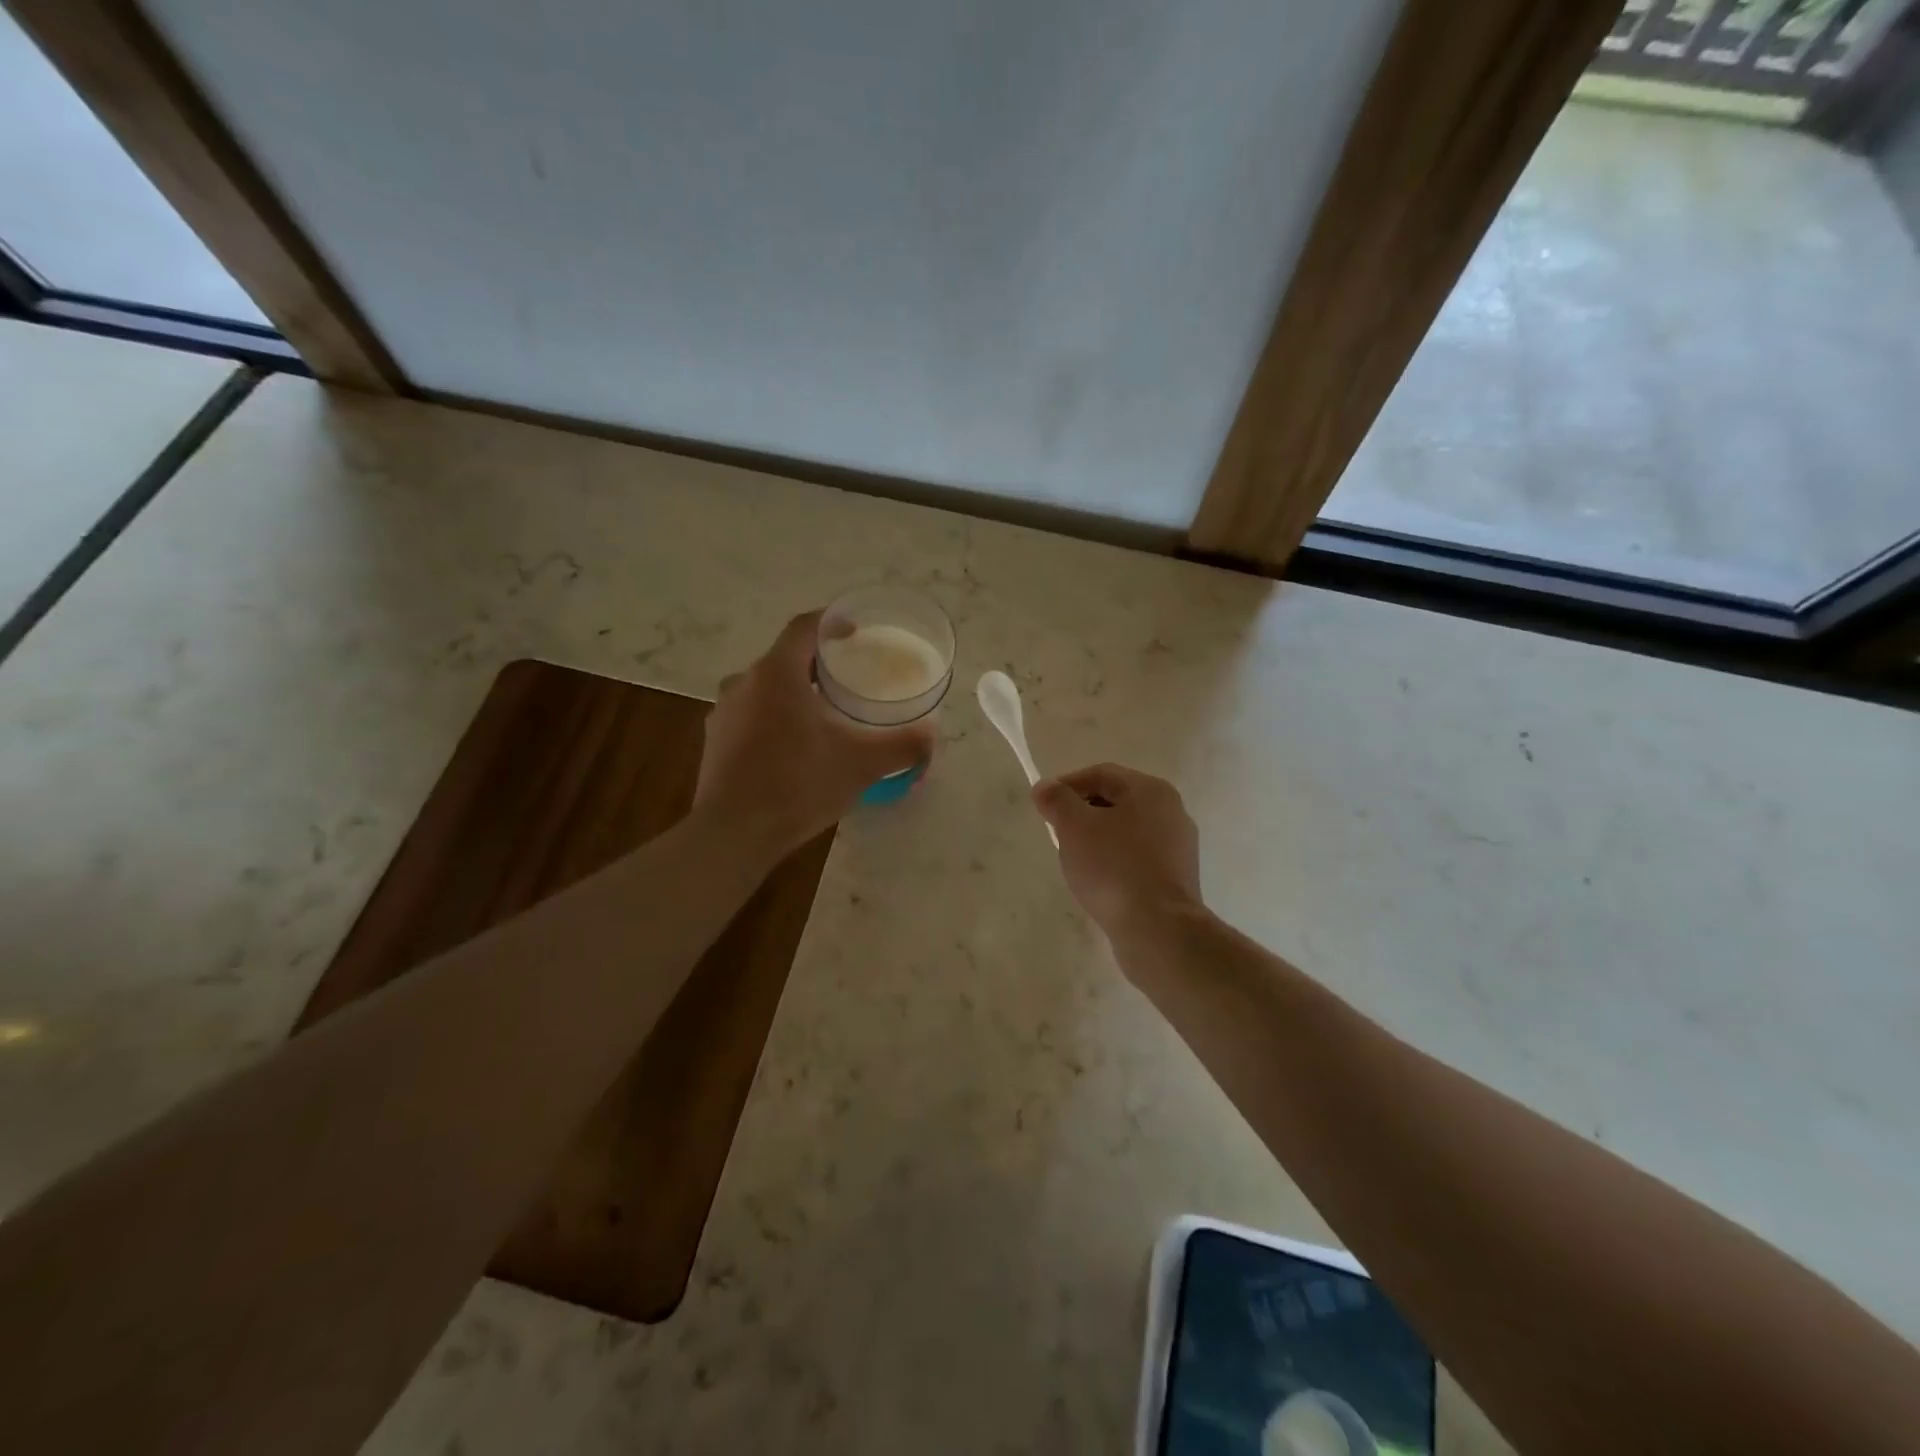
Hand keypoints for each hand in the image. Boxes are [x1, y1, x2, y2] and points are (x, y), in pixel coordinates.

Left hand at [694, 611, 937, 856]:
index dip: (832, 623)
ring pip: (765, 688)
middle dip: (816, 663)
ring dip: (793, 693)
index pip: (804, 628)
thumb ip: (900, 746)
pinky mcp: (715, 741)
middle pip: (784, 658)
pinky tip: (793, 747)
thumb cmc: (798, 785)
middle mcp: (744, 683)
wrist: (733, 833)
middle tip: (847, 679)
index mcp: (777, 673)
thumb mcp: (860, 765)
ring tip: (822, 713)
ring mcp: (724, 712)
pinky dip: (773, 718)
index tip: (855, 631)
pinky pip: (750, 715)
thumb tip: (931, 736)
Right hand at [1032, 764, 1202, 941]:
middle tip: (1057, 833)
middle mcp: (1172, 811)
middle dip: (1083, 812)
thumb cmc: (1113, 869)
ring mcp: (1179, 846)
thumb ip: (1057, 800)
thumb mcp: (1074, 827)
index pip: (1101, 774)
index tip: (1044, 805)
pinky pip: (1139, 857)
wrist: (1158, 929)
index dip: (1067, 785)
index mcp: (1150, 790)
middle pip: (1117, 800)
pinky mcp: (1177, 877)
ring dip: (1099, 838)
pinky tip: (1101, 882)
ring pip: (1128, 830)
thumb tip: (1045, 787)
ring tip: (1076, 860)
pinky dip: (1116, 861)